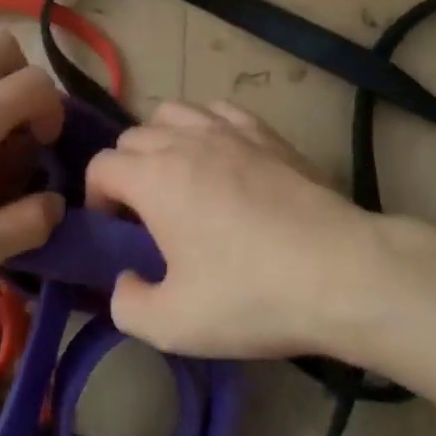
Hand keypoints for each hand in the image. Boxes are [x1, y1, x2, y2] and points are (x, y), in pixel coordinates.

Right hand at [84, 100, 382, 359]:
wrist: (339, 272)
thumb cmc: (251, 296)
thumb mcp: (174, 325)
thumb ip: (128, 305)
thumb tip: (125, 280)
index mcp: (155, 178)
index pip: (102, 165)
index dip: (96, 198)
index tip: (115, 232)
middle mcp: (185, 141)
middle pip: (134, 135)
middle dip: (126, 169)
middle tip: (145, 212)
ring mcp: (229, 130)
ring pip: (174, 111)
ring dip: (162, 138)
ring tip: (178, 175)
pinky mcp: (266, 133)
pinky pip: (220, 110)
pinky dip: (207, 125)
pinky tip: (221, 154)